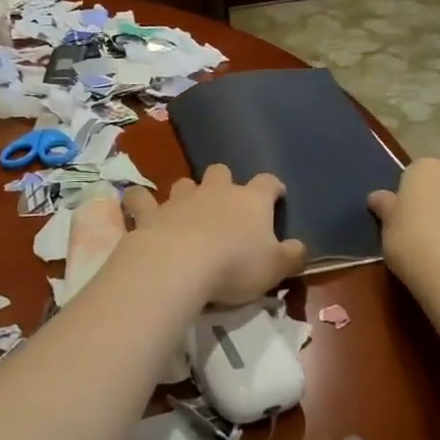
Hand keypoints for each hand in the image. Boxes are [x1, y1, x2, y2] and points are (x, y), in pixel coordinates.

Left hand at [123, 164, 308, 305]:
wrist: (180, 264)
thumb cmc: (235, 266)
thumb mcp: (275, 268)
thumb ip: (292, 256)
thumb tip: (300, 247)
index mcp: (252, 200)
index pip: (268, 183)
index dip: (273, 188)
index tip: (277, 196)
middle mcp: (216, 190)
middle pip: (222, 172)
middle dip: (224, 182)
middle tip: (226, 204)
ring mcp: (181, 198)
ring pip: (185, 182)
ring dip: (187, 192)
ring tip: (187, 209)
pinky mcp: (151, 212)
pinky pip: (142, 198)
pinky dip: (141, 201)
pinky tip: (139, 207)